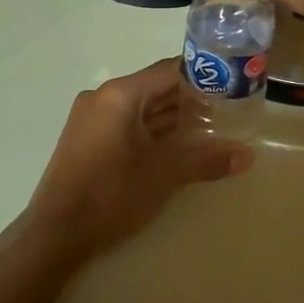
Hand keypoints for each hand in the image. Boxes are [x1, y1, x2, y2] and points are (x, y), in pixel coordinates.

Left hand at [25, 59, 253, 263]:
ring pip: (140, 108)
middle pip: (154, 88)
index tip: (230, 86)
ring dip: (171, 119)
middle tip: (226, 114)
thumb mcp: (164, 175)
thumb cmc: (111, 194)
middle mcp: (103, 97)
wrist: (56, 232)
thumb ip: (206, 160)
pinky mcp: (87, 139)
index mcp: (119, 94)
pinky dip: (151, 131)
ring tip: (207, 132)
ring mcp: (91, 118)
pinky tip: (175, 148)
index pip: (168, 70)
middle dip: (189, 101)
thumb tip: (247, 156)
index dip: (201, 76)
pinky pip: (126, 124)